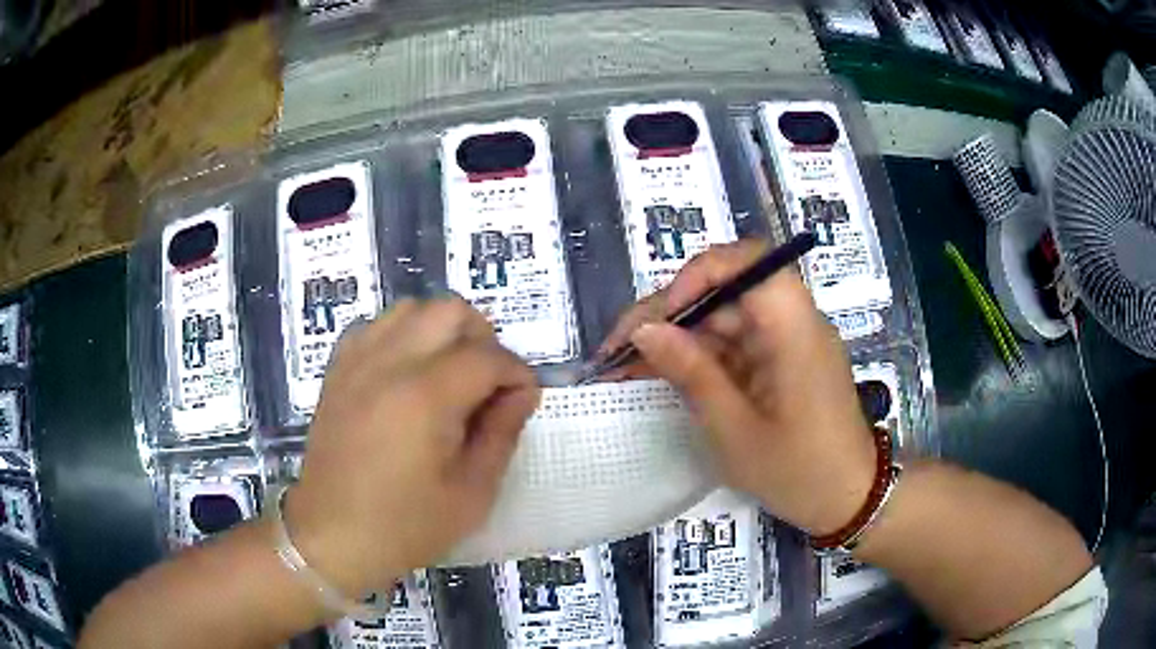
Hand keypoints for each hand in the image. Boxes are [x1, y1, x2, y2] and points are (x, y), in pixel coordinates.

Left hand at [285, 298, 540, 596]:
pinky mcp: (338, 370)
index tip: (524, 398)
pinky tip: (407, 374)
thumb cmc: (405, 526)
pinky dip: (402, 336)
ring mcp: (357, 361)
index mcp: (426, 397)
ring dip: (441, 331)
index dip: (517, 373)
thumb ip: (502, 434)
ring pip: (411, 309)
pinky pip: (376, 326)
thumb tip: (522, 393)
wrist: (331, 537)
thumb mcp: (471, 494)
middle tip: (488, 383)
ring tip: (449, 375)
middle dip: (482, 338)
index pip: (488, 357)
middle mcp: (389, 363)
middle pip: (449, 311)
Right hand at [600, 240, 875, 535]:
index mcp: (794, 329)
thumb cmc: (799, 472)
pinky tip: (662, 376)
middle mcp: (793, 322)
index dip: (698, 275)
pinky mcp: (780, 360)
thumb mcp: (736, 430)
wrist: (848, 500)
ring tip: (626, 368)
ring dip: (677, 339)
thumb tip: (645, 330)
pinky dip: (698, 358)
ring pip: (723, 318)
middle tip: (618, 351)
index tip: (660, 317)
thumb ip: (692, 373)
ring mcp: (786, 341)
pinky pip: (734, 345)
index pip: (748, 262)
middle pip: (726, 290)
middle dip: (669, 314)